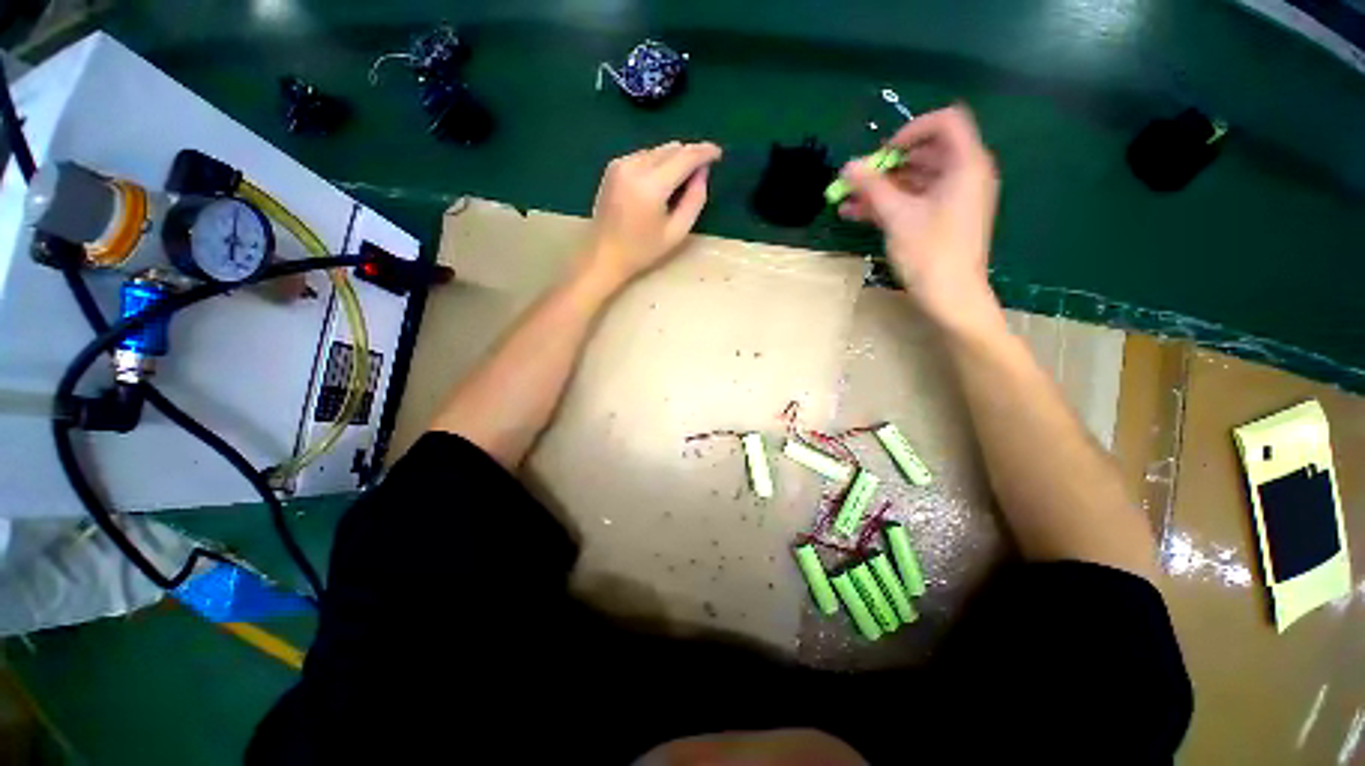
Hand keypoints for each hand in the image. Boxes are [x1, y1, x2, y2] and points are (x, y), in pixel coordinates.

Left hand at [581, 141, 722, 289]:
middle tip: (702, 170)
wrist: (604, 254)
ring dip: (674, 159)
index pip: (685, 157)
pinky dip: (658, 162)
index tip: (719, 154)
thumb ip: (695, 199)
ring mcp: (621, 163)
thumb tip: (703, 172)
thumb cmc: (643, 250)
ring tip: (682, 179)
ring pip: (658, 150)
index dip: (705, 152)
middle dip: (689, 155)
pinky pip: (644, 155)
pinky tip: (660, 181)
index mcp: (651, 185)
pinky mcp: (614, 166)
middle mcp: (635, 166)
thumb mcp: (676, 231)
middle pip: (671, 148)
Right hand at [838, 105, 1002, 333]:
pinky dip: (889, 204)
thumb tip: (848, 165)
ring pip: (914, 181)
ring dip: (881, 189)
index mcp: (966, 164)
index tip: (883, 153)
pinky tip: (857, 214)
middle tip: (858, 180)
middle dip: (887, 166)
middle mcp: (964, 175)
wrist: (951, 297)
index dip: (911, 130)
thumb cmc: (930, 253)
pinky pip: (915, 201)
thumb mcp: (898, 216)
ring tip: (847, 201)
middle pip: (925, 153)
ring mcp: (953, 199)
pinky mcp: (942, 219)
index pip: (944, 123)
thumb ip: (873, 187)